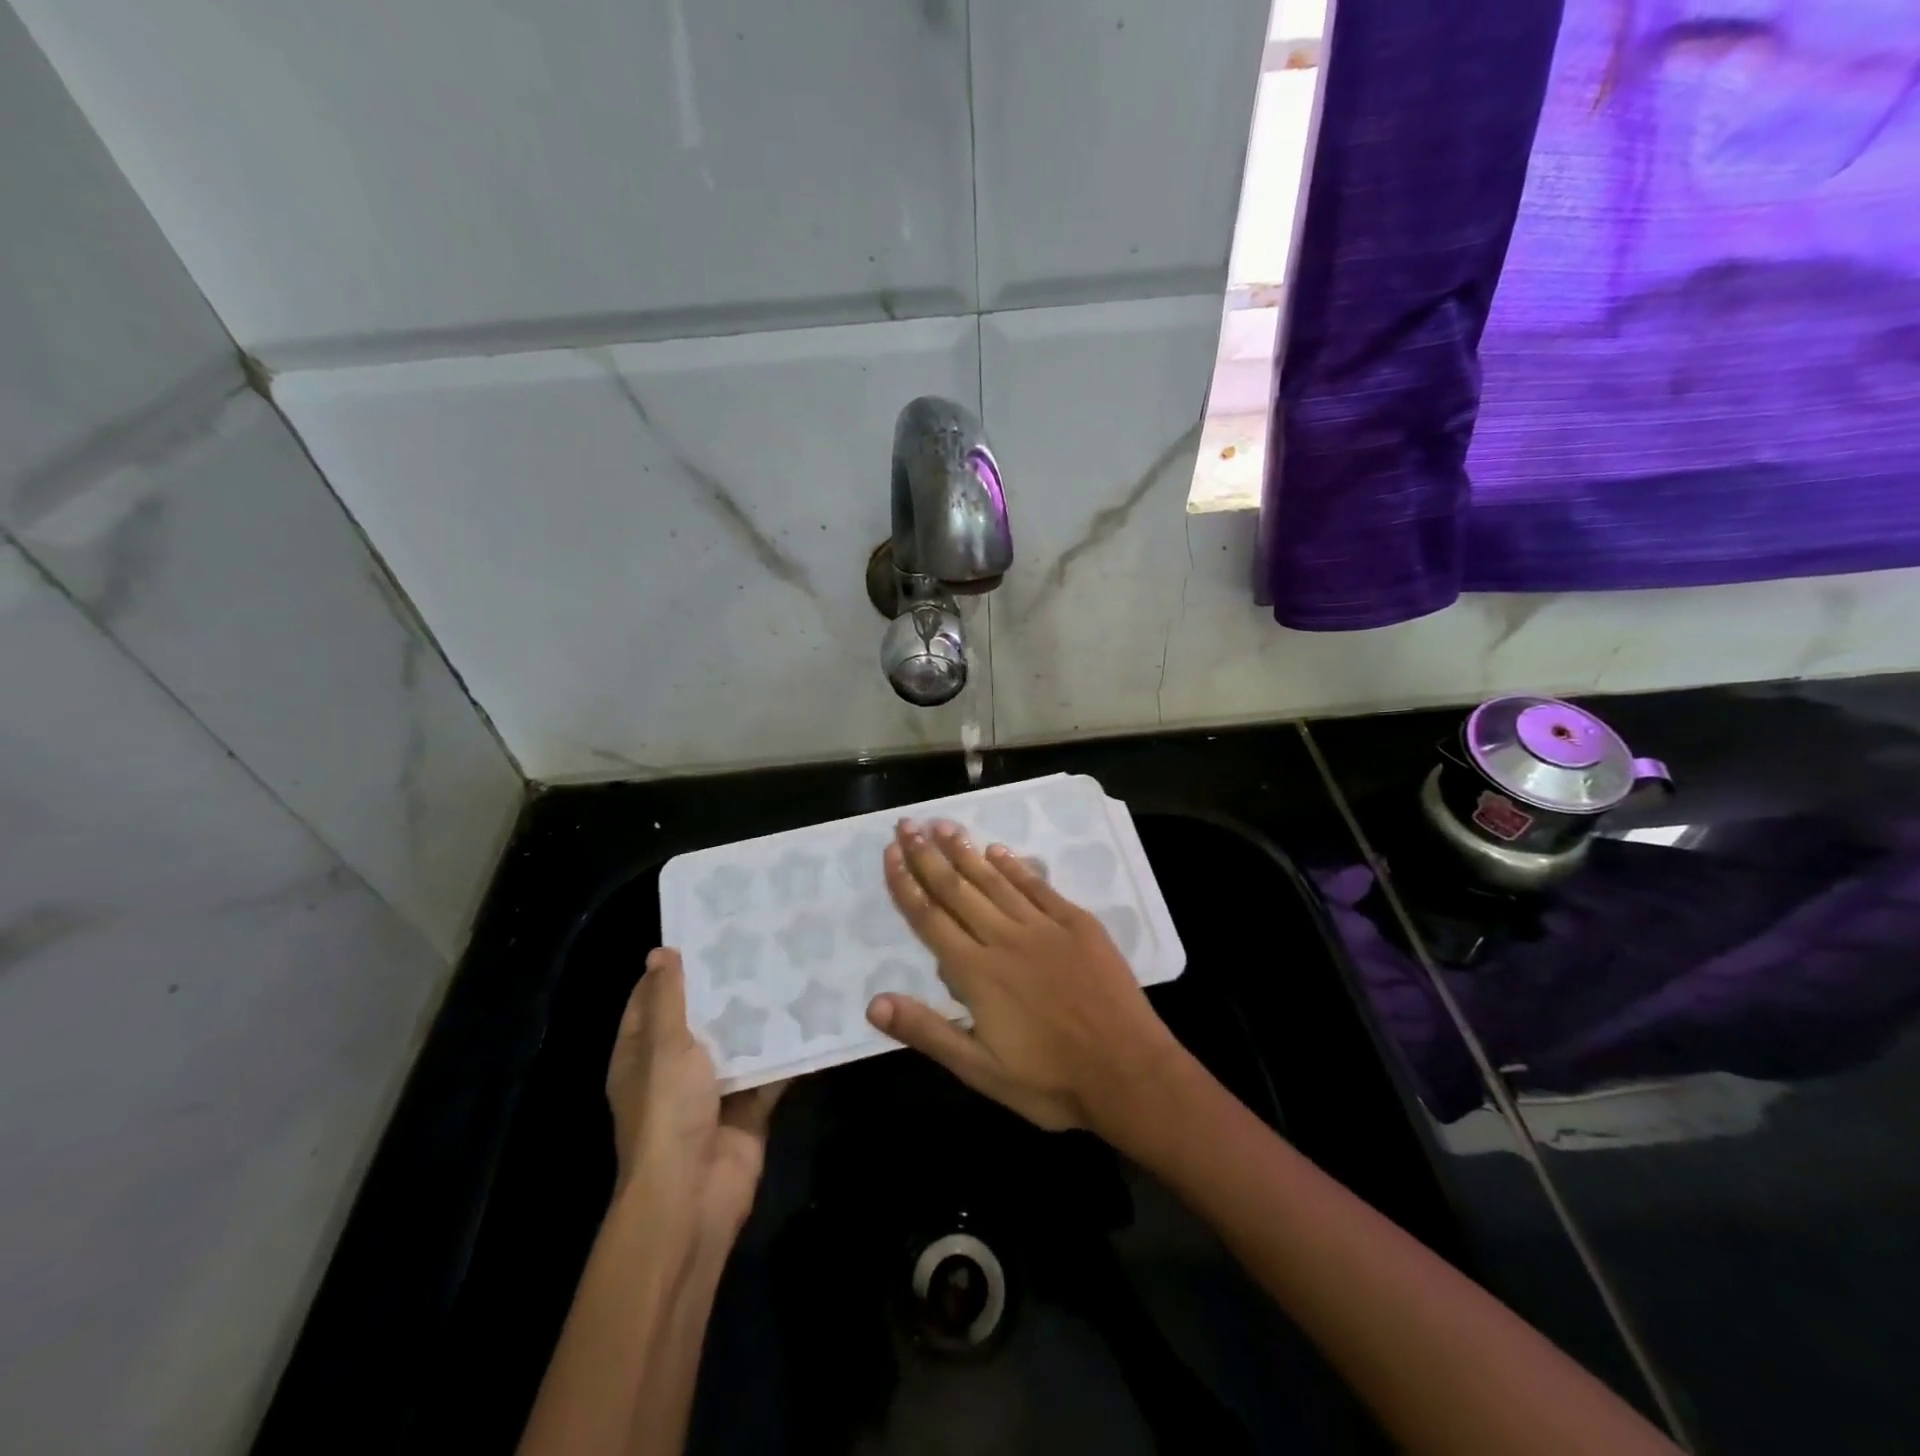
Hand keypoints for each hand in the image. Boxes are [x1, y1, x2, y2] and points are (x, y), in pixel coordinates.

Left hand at [606, 949, 782, 1239]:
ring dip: (761, 1012)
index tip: (708, 928)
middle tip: (761, 938)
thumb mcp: (664, 1046)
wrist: (694, 1194)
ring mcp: (714, 1087)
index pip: (652, 997)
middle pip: (701, 1015)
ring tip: (792, 963)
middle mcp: (676, 1066)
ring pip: (740, 1039)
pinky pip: (771, 1068)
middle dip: (727, 983)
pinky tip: (815, 1012)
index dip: (673, 966)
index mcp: (643, 1053)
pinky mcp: (749, 1104)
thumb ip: (668, 999)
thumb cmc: (668, 1113)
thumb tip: (662, 952)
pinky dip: (789, 1047)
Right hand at [865, 818, 1185, 1134]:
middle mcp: (1004, 938)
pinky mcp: (1077, 924)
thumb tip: (874, 1002)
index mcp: (976, 973)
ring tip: (943, 825)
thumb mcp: (980, 1070)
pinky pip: (1038, 886)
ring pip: (995, 880)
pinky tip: (998, 850)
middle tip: (907, 825)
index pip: (930, 918)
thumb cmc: (1050, 1080)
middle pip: (957, 889)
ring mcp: (1044, 926)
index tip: (890, 853)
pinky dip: (1015, 866)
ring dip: (966, 851)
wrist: (1128, 1072)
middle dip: (928, 856)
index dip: (906, 884)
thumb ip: (927, 1032)